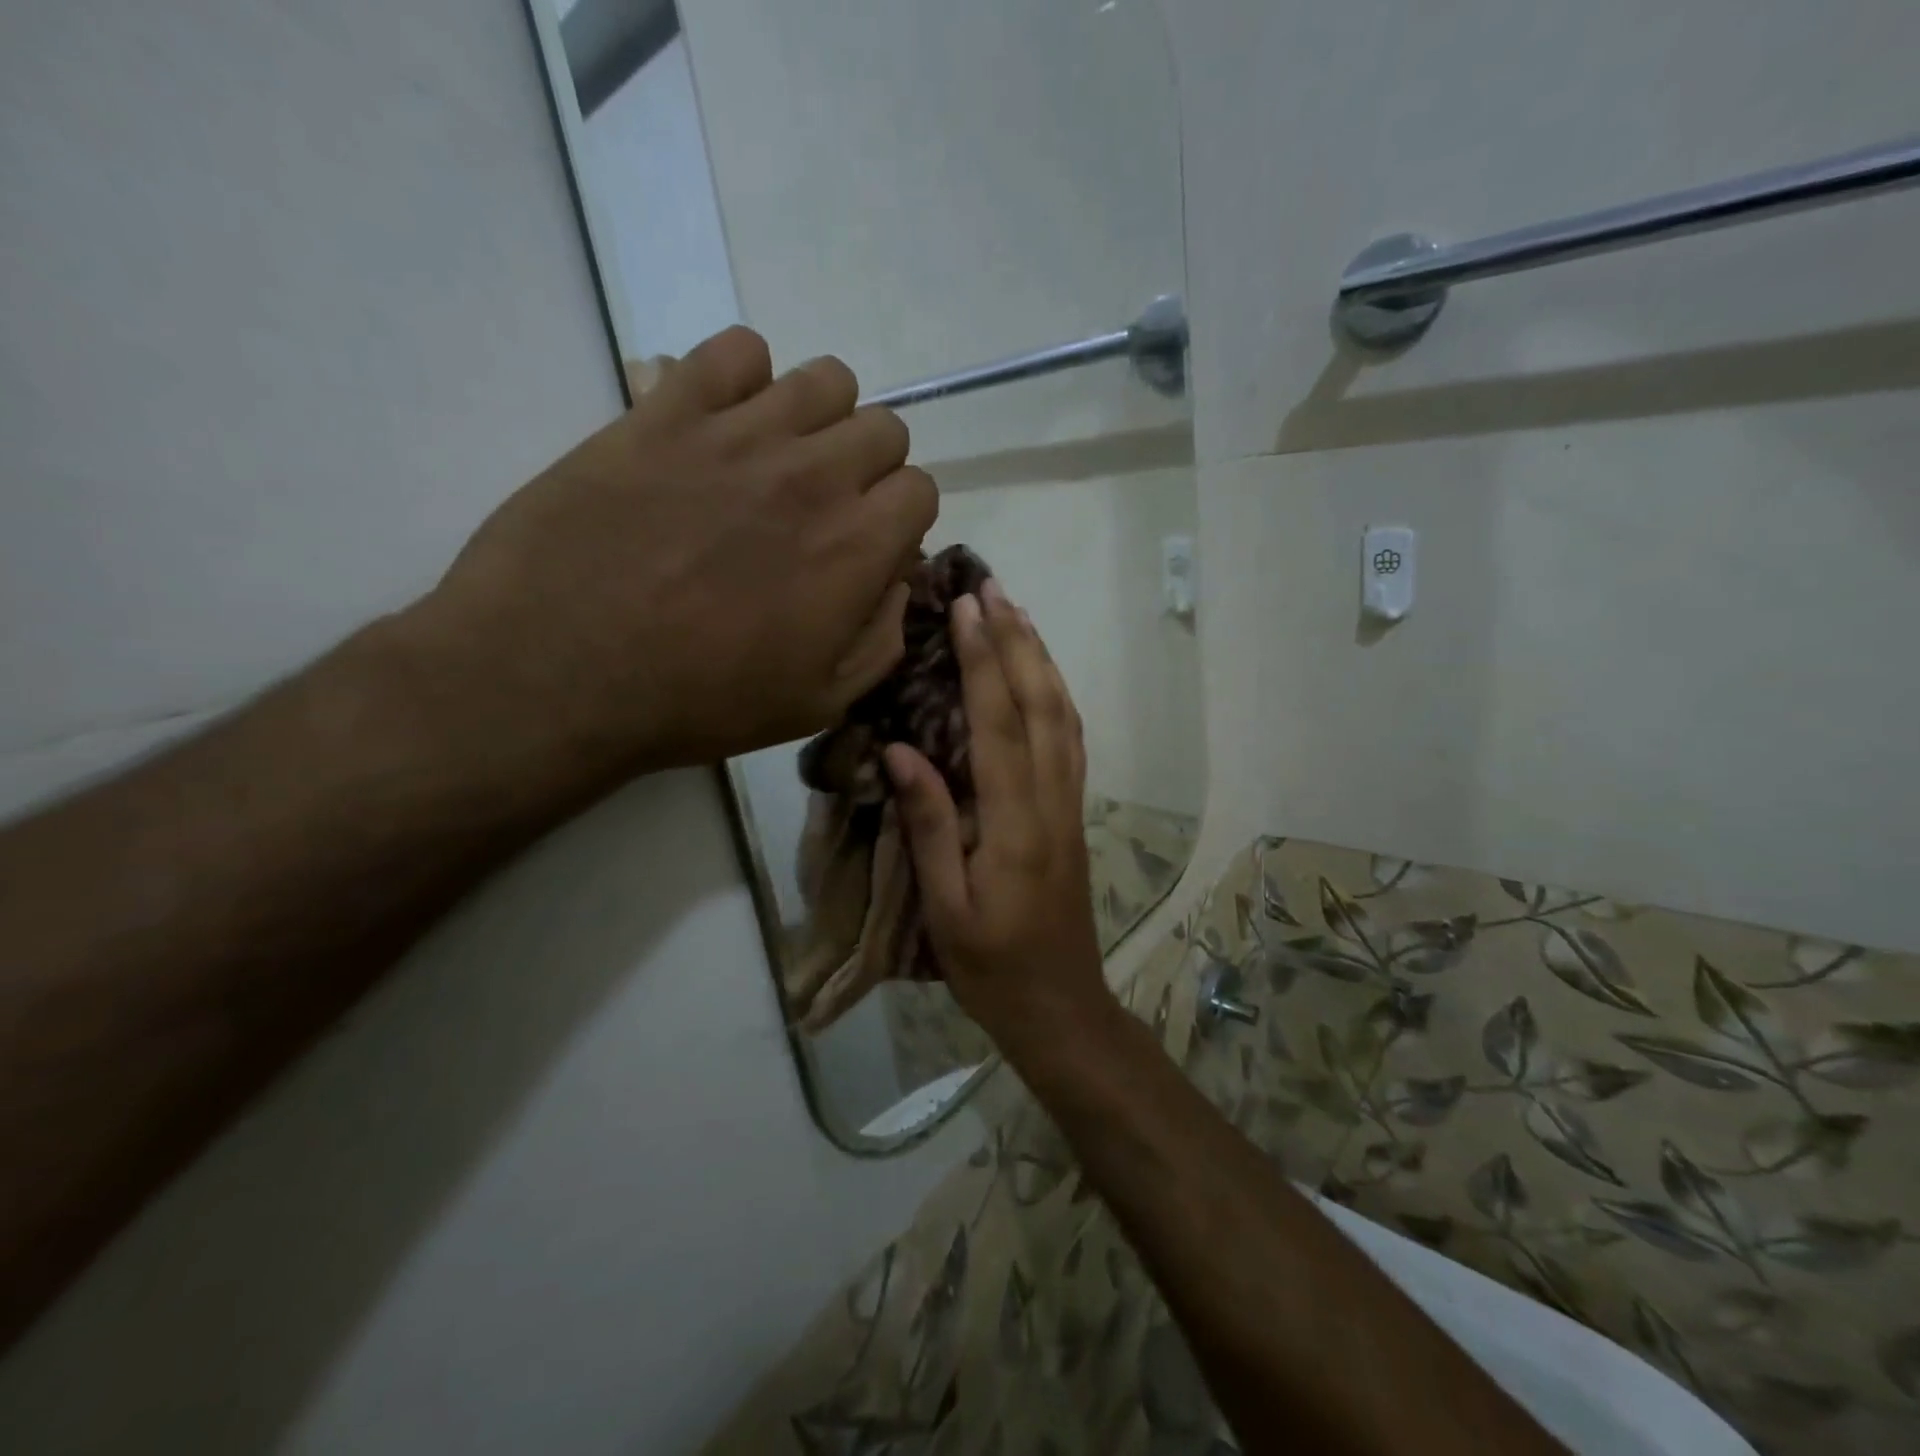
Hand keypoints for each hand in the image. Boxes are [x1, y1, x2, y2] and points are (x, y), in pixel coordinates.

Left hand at [403, 326, 935, 786]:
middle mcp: (814, 475)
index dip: (900, 521)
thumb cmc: (700, 701)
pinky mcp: (667, 410)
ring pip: (826, 380)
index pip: (920, 489)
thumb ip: (880, 639)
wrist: (560, 672)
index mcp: (856, 547)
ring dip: (821, 418)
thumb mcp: (818, 703)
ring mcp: (739, 433)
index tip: (868, 549)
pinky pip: (737, 349)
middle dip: (870, 468)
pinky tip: (723, 422)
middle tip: (825, 509)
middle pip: (883, 428)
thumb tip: (897, 582)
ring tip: (780, 460)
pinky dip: (746, 375)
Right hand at [883, 579, 1113, 1051]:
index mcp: (1015, 824)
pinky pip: (1071, 741)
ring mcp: (1070, 806)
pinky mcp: (1074, 814)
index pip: (1000, 724)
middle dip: (1017, 641)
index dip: (985, 662)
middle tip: (993, 587)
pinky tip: (1043, 677)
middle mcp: (1051, 801)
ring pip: (1064, 717)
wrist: (1060, 1007)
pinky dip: (1058, 696)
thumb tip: (903, 752)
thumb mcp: (945, 908)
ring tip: (1018, 614)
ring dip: (1042, 660)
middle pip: (1041, 705)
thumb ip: (929, 827)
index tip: (969, 609)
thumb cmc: (991, 967)